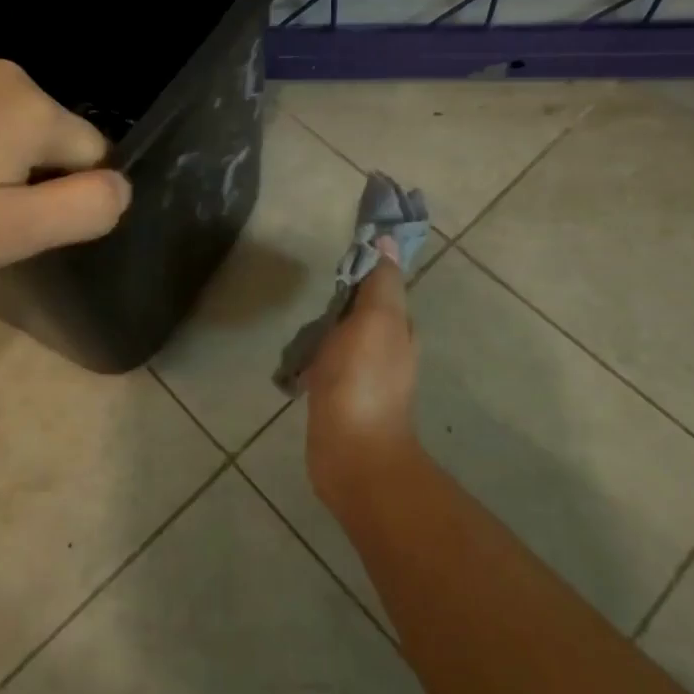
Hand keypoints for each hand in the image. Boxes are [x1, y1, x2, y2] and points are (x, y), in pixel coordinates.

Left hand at [0, 54, 131, 285]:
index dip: (66, 196)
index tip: (17, 224)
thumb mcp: (9, 233)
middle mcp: (2, 70)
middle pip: (48, 134)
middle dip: (29, 175)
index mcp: (33, 106)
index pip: (92, 153)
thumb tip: (122, 186)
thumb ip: (84, 208)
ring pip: (5, 120)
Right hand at [303, 239, 421, 518]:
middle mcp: (386, 350)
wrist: (352, 453)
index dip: (364, 268)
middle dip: (340, 300)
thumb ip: (381, 282)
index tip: (338, 256)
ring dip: (325, 329)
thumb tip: (386, 241)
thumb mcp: (377, 319)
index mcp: (398, 328)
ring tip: (299, 326)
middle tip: (313, 292)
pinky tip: (295, 361)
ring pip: (342, 338)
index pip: (382, 286)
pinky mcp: (339, 398)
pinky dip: (313, 357)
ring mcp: (362, 377)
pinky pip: (326, 365)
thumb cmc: (363, 380)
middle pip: (361, 312)